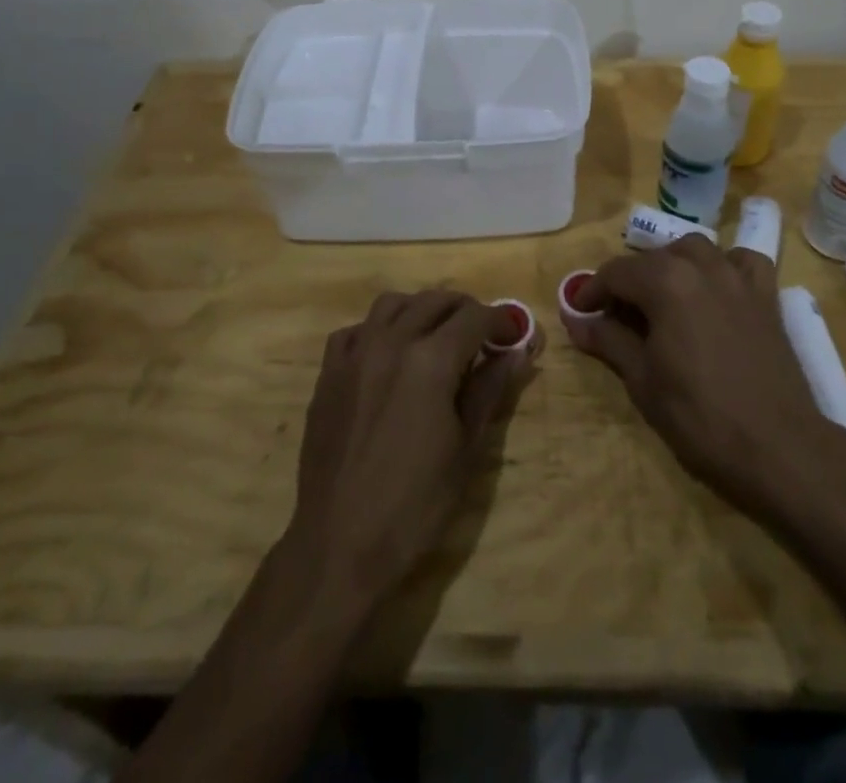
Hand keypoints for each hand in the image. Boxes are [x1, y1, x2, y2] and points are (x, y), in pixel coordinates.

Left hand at [283, 290, 536, 608]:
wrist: (340, 543)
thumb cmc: (415, 504)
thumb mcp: (466, 449)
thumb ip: (490, 390)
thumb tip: (518, 353)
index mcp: (431, 360)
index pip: (474, 317)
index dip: (499, 320)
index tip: (511, 334)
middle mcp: (391, 342)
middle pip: (434, 301)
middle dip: (464, 309)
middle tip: (480, 333)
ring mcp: (354, 355)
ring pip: (392, 304)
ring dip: (420, 309)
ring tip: (435, 334)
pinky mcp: (328, 373)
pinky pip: (356, 330)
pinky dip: (378, 330)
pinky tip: (388, 355)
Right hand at [567, 236, 845, 520]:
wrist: (778, 447)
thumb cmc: (700, 416)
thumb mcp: (643, 381)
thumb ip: (609, 341)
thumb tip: (576, 321)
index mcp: (666, 282)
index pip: (616, 272)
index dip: (593, 290)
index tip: (580, 312)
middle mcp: (701, 266)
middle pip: (654, 258)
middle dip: (629, 280)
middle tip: (616, 314)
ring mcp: (738, 277)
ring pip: (695, 250)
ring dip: (672, 265)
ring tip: (662, 297)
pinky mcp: (766, 296)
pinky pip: (741, 262)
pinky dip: (724, 266)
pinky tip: (716, 288)